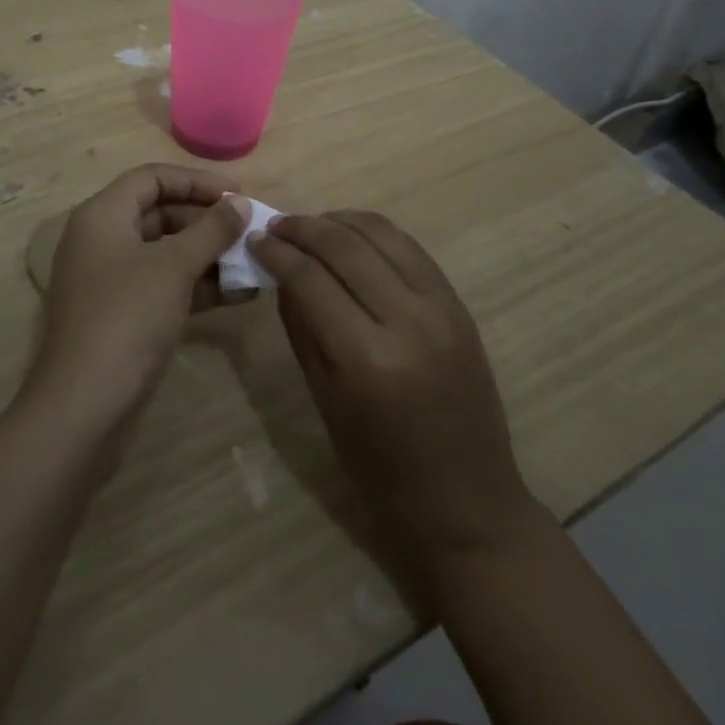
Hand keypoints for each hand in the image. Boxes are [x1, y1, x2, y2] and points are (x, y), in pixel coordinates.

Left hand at [26, 164, 251, 428]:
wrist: (84, 407)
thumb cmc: (127, 318)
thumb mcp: (173, 267)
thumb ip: (210, 230)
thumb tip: (241, 203)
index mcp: (103, 215)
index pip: (152, 178)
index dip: (196, 181)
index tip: (238, 195)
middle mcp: (103, 240)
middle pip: (160, 212)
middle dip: (207, 221)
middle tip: (250, 231)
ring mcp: (112, 279)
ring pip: (166, 252)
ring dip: (209, 255)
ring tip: (254, 263)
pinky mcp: (124, 314)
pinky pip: (165, 285)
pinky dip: (199, 286)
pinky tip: (240, 294)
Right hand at [252, 211, 531, 568]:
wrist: (468, 504)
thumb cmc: (382, 470)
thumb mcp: (325, 401)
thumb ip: (300, 328)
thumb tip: (280, 273)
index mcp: (367, 358)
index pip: (310, 279)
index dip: (277, 252)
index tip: (255, 240)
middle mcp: (408, 321)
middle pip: (344, 245)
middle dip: (303, 228)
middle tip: (276, 226)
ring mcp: (441, 308)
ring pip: (381, 234)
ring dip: (338, 220)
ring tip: (311, 226)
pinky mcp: (459, 304)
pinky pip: (410, 248)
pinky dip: (375, 233)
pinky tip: (352, 237)